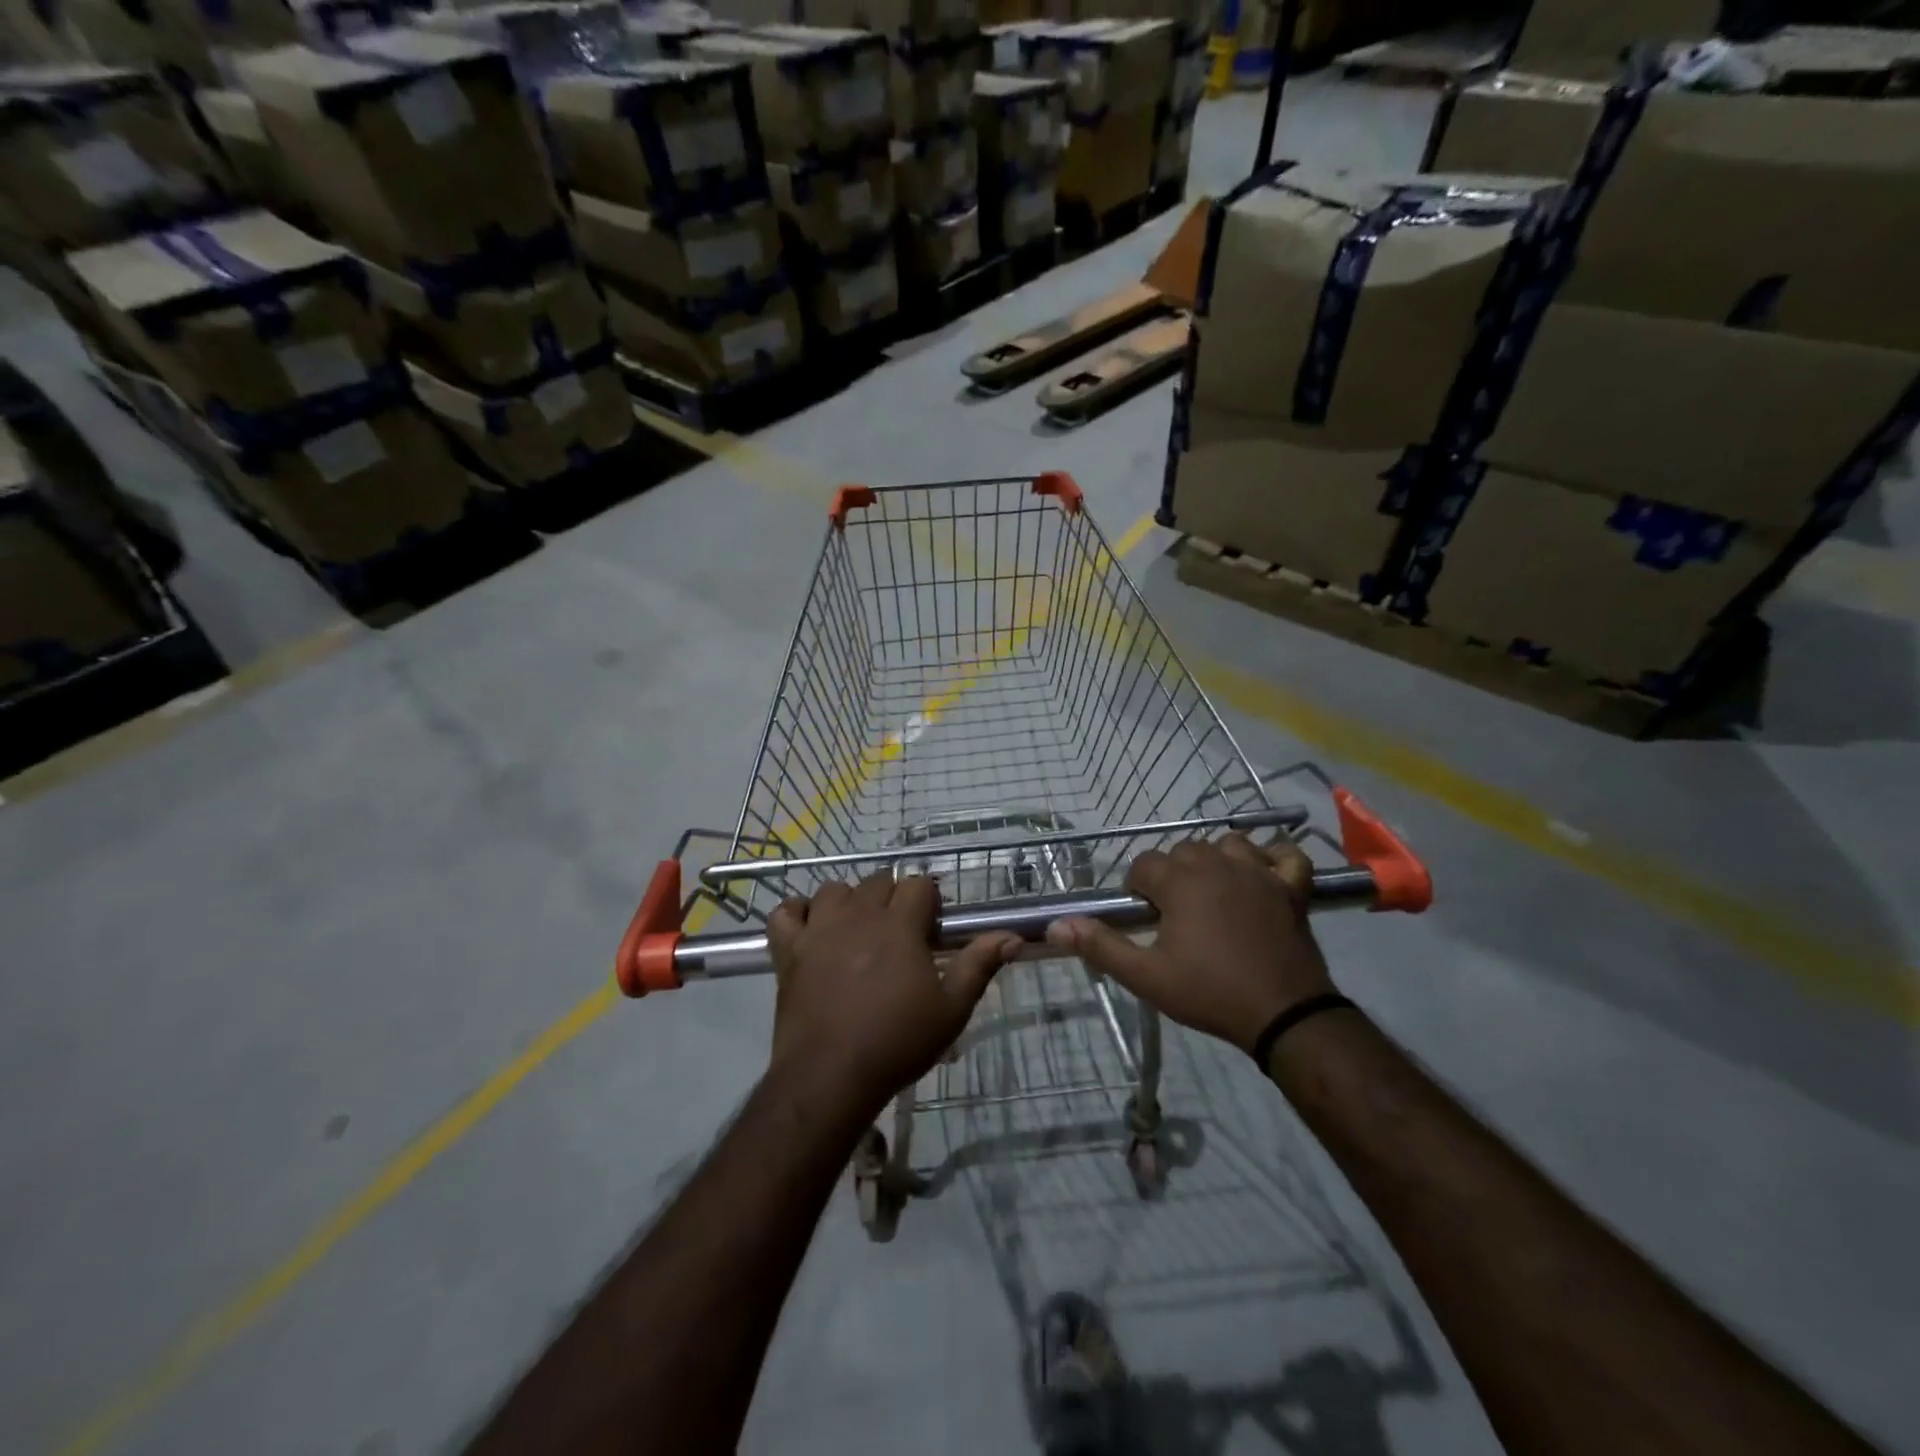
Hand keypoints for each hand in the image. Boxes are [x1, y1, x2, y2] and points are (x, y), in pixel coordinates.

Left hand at [767, 872, 1020, 1118]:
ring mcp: (819, 929)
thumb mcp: (951, 1009)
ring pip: (834, 889)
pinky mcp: (788, 950)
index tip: (932, 928)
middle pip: (878, 881)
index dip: (929, 901)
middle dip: (893, 898)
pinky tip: (810, 928)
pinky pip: (785, 912)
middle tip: (900, 934)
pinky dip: (797, 913)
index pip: (918, 885)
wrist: (830, 1077)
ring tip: (859, 930)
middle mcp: (858, 915)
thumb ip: (979, 965)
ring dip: (850, 901)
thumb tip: (1011, 936)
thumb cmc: (897, 1042)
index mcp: (899, 925)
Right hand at [1046, 834, 1333, 1055]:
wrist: (1285, 1015)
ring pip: (1229, 844)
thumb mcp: (1147, 977)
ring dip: (1216, 860)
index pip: (1143, 865)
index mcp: (1180, 881)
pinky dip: (1274, 858)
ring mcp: (1259, 872)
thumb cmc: (1210, 992)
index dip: (1137, 889)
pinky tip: (1263, 875)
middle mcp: (1217, 864)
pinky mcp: (1291, 888)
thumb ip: (1101, 946)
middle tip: (1174, 913)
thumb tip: (1057, 925)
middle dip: (1172, 874)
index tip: (1144, 917)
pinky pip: (1285, 855)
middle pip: (1183, 850)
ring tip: (1213, 891)